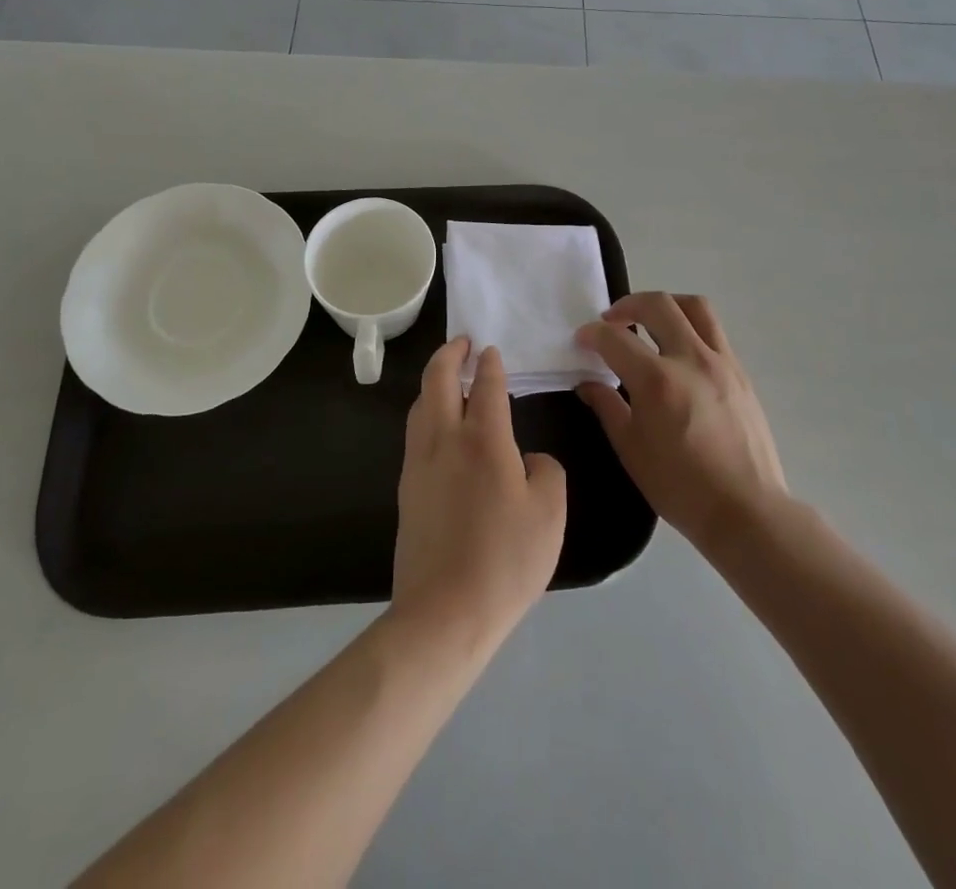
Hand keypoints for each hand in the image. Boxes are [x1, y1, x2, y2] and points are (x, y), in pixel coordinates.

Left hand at [390, 339, 567, 654]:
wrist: (444, 612)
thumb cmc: (505, 560)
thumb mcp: (550, 514)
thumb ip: (547, 472)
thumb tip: (529, 461)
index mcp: (483, 440)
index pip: (486, 386)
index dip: (490, 364)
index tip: (490, 349)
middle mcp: (444, 440)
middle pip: (438, 380)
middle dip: (449, 354)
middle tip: (461, 342)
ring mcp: (419, 464)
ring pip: (420, 405)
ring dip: (433, 381)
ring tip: (449, 378)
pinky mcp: (406, 489)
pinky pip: (415, 433)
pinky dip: (427, 412)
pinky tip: (439, 426)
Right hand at [577, 293, 787, 554]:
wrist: (746, 511)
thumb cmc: (680, 487)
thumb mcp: (631, 450)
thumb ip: (607, 407)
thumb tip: (588, 383)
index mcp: (657, 381)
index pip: (615, 338)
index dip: (592, 334)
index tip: (582, 339)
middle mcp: (691, 359)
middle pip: (658, 305)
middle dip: (627, 305)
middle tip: (612, 321)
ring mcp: (721, 362)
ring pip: (694, 307)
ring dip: (666, 305)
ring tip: (650, 322)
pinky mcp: (741, 373)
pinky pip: (714, 332)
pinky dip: (690, 327)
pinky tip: (678, 352)